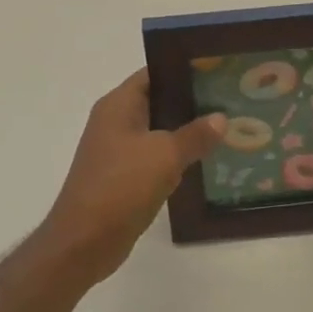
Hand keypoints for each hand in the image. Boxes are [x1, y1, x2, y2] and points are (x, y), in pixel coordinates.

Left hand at [42, 69, 225, 285]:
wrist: (83, 242)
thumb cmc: (121, 186)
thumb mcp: (165, 155)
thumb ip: (195, 134)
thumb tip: (221, 118)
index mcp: (119, 104)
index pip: (154, 73)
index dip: (184, 69)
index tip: (217, 71)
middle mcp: (115, 121)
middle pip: (158, 100)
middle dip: (191, 101)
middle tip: (229, 100)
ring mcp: (117, 150)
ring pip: (158, 130)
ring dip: (186, 131)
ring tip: (225, 128)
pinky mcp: (122, 176)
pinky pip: (154, 157)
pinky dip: (175, 156)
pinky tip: (204, 161)